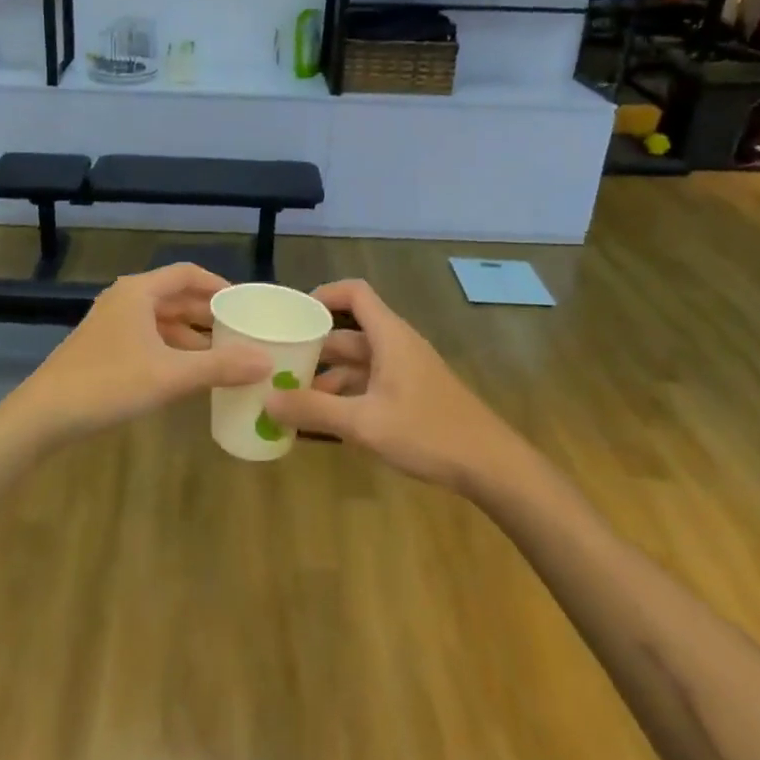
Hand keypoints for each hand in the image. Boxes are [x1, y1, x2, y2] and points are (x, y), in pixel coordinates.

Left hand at [1, 264, 272, 447]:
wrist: (44, 415)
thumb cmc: (108, 383)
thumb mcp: (170, 375)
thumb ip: (220, 367)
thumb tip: (266, 360)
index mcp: (139, 291)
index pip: (188, 274)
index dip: (219, 285)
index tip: (245, 303)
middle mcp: (125, 299)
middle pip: (176, 297)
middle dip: (208, 314)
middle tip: (241, 332)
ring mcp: (111, 324)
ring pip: (161, 320)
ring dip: (191, 335)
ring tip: (222, 355)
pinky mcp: (103, 348)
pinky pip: (148, 339)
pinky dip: (172, 349)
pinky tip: (187, 373)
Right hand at [263, 279, 520, 490]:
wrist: (491, 466)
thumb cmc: (428, 432)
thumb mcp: (364, 423)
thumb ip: (314, 410)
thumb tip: (267, 400)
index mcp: (389, 337)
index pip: (354, 293)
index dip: (322, 294)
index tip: (291, 315)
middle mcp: (396, 347)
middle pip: (348, 334)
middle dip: (313, 347)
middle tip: (276, 364)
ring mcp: (405, 373)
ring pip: (357, 364)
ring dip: (326, 378)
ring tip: (291, 399)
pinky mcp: (411, 397)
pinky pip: (369, 386)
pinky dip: (344, 397)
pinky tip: (322, 424)